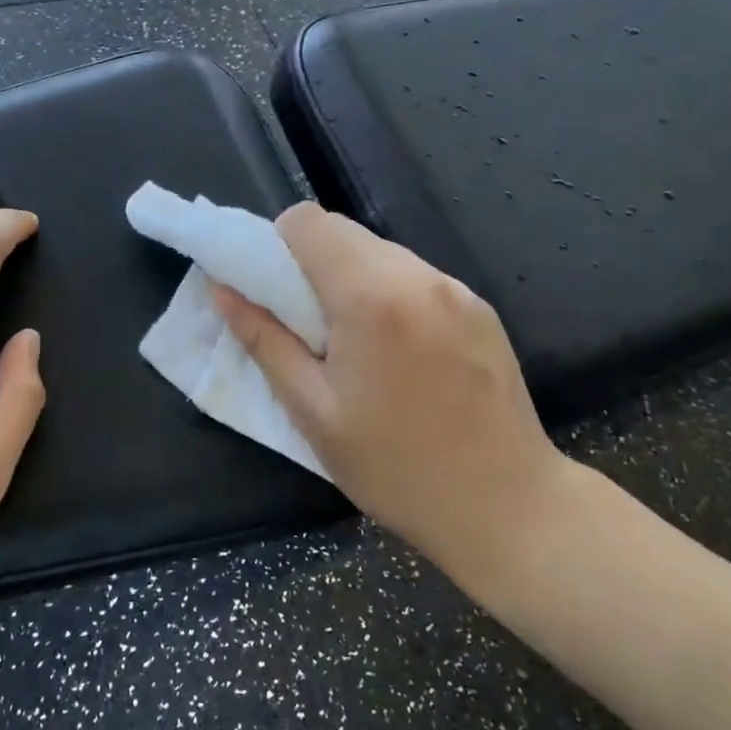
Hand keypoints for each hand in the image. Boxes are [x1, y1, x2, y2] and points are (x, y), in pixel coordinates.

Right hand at [211, 203, 568, 589]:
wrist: (510, 509)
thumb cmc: (396, 468)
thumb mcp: (313, 411)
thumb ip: (263, 339)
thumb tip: (220, 288)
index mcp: (371, 296)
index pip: (308, 221)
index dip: (277, 245)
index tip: (274, 291)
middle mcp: (418, 276)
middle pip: (343, 230)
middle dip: (312, 261)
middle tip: (308, 323)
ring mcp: (456, 288)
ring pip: (380, 251)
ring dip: (351, 277)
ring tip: (355, 342)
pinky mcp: (480, 307)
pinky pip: (415, 276)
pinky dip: (389, 292)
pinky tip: (398, 351)